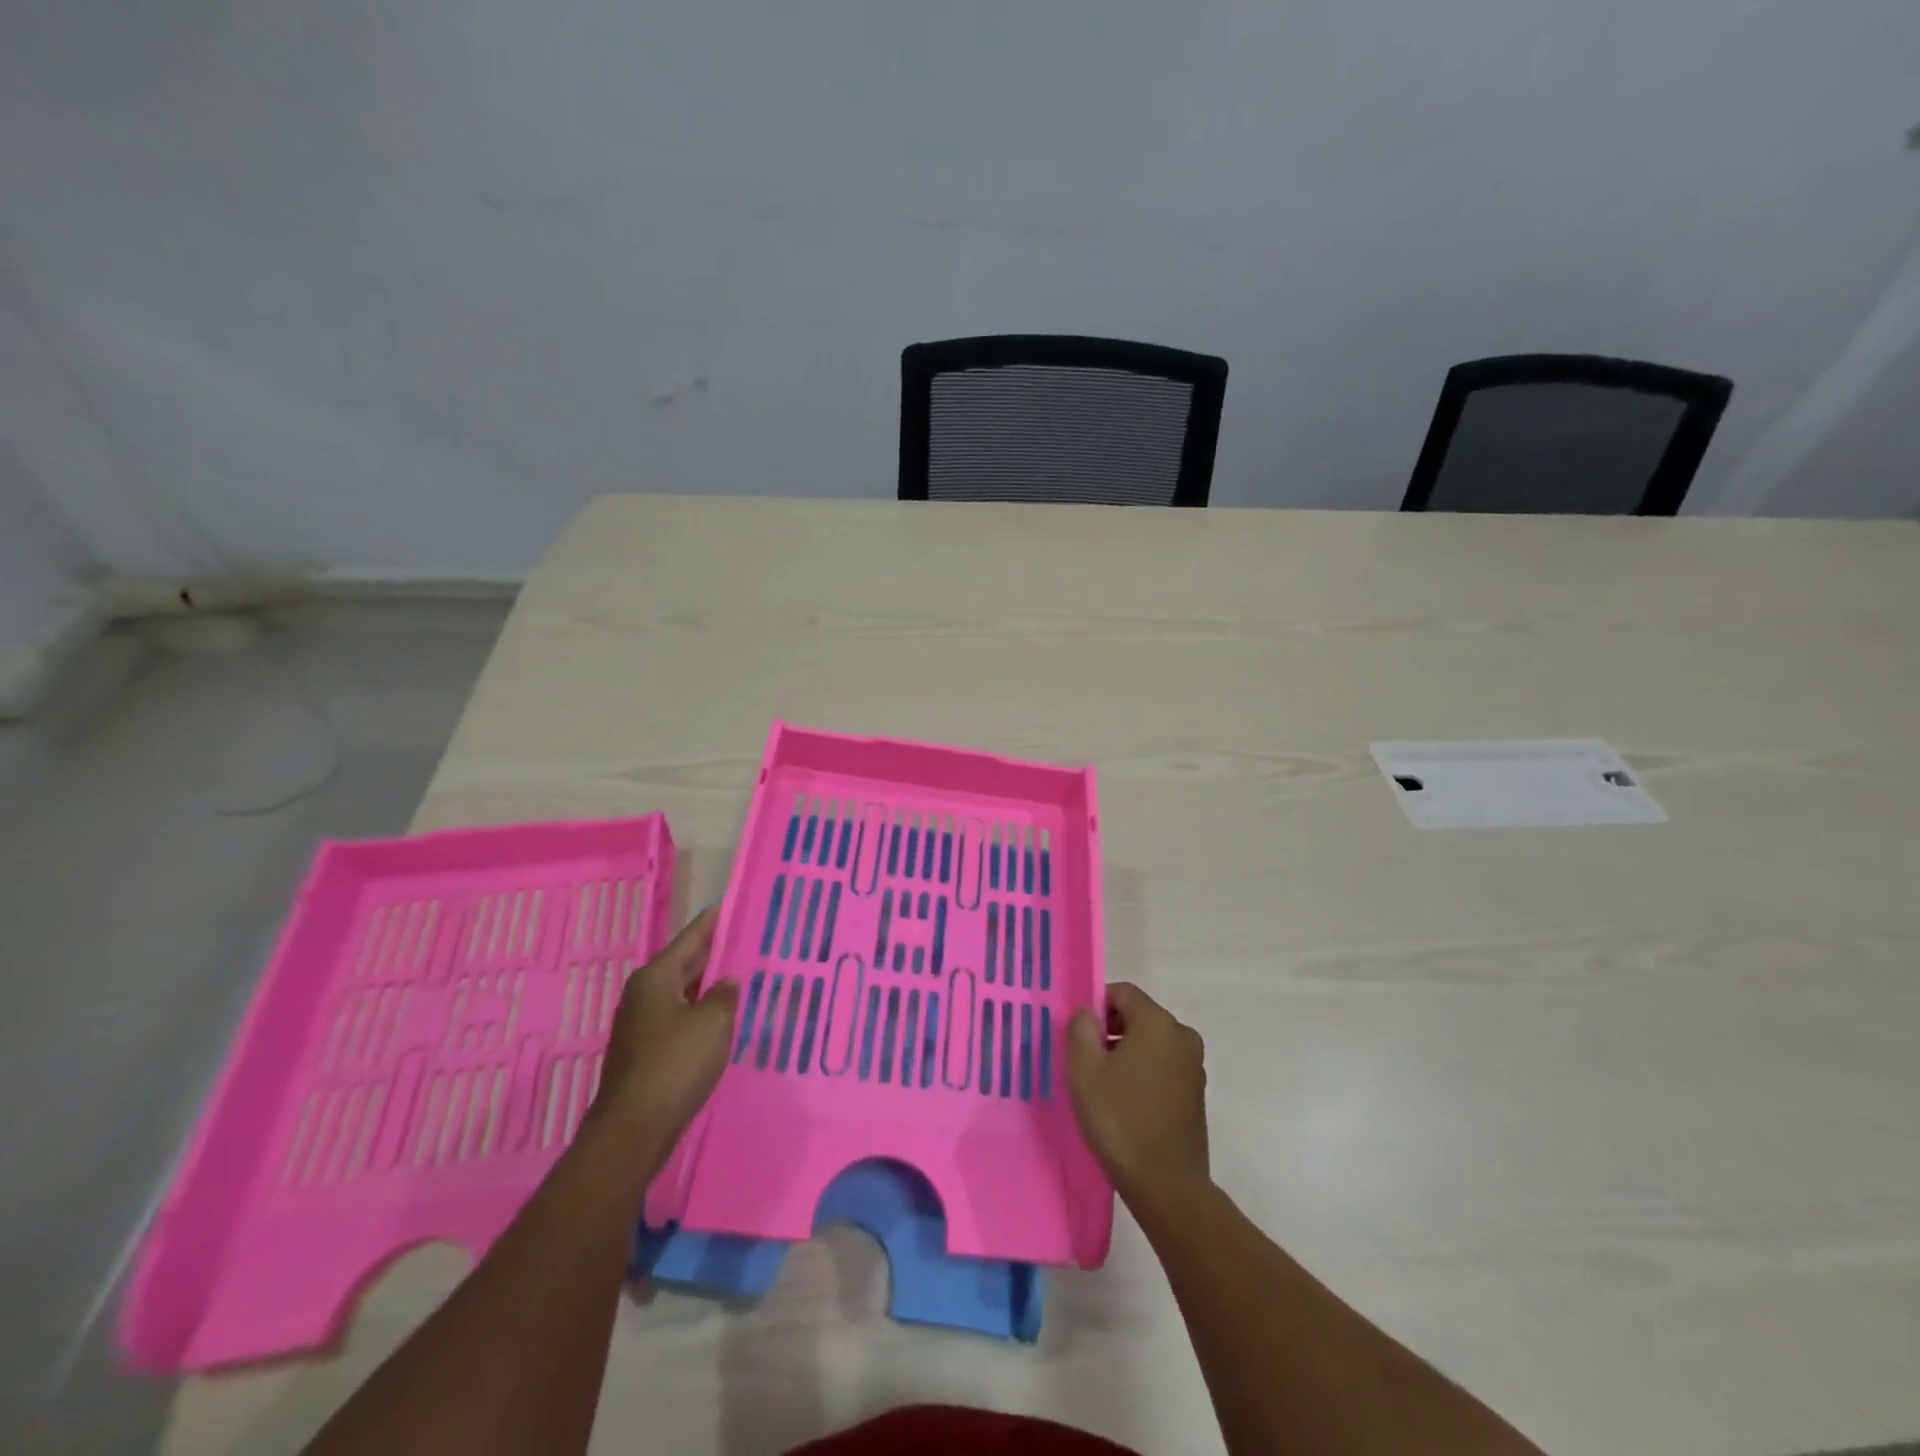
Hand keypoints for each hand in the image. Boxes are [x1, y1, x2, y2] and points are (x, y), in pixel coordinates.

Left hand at [595, 907, 739, 1138]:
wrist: (634, 1129)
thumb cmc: (675, 1064)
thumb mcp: (713, 1022)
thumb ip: (725, 994)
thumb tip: (727, 982)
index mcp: (656, 977)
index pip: (692, 937)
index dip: (716, 921)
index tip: (737, 904)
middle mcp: (645, 993)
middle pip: (686, 963)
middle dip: (716, 953)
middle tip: (751, 940)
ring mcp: (643, 1024)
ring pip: (684, 992)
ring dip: (711, 985)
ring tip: (745, 975)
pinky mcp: (647, 1051)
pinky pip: (681, 1017)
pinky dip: (702, 1012)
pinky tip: (725, 1017)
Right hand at [1067, 983, 1209, 1207]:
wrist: (1166, 1185)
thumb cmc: (1119, 1119)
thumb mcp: (1084, 1069)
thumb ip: (1080, 1028)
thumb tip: (1088, 1012)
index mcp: (1158, 1022)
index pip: (1122, 992)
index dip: (1096, 1006)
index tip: (1078, 1036)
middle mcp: (1182, 1035)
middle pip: (1138, 1015)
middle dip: (1110, 1029)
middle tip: (1086, 1061)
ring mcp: (1194, 1065)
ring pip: (1151, 1041)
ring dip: (1126, 1052)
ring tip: (1104, 1085)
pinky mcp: (1197, 1092)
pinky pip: (1163, 1064)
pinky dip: (1143, 1071)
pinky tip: (1126, 1102)